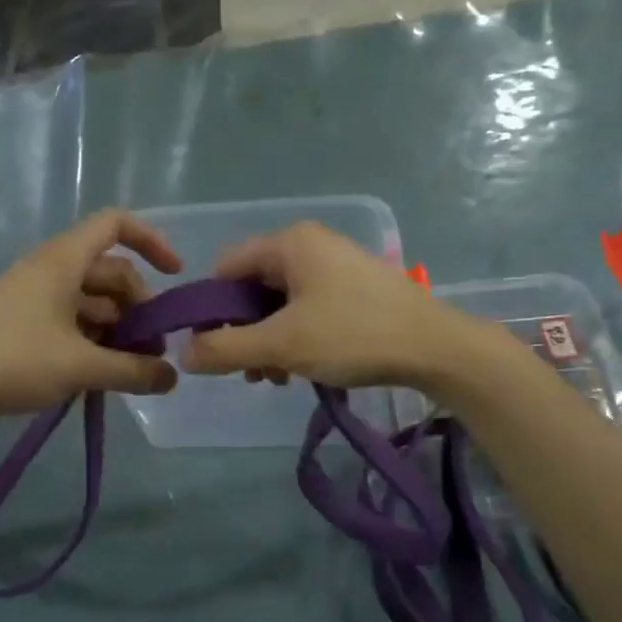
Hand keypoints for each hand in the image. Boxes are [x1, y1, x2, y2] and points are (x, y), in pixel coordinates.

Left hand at [0, 210, 182, 421]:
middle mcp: (51, 271)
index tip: (175, 276)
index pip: (115, 224)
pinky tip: (100, 375)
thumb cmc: (9, 361)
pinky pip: (72, 322)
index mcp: (63, 261)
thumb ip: (133, 372)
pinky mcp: (23, 324)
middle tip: (152, 352)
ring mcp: (34, 298)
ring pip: (93, 302)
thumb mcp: (79, 367)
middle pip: (111, 272)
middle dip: (139, 307)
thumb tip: (173, 378)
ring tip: (130, 372)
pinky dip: (93, 342)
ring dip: (118, 331)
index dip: (151, 240)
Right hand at [182, 222, 489, 394]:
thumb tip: (184, 353)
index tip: (214, 349)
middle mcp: (311, 245)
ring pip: (281, 303)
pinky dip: (297, 337)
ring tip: (277, 377)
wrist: (436, 348)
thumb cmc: (353, 336)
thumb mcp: (283, 344)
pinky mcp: (356, 289)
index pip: (226, 268)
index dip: (212, 310)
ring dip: (270, 341)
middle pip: (254, 287)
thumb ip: (226, 348)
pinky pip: (309, 309)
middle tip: (251, 372)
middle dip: (245, 332)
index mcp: (290, 243)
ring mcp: (337, 266)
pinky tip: (303, 368)